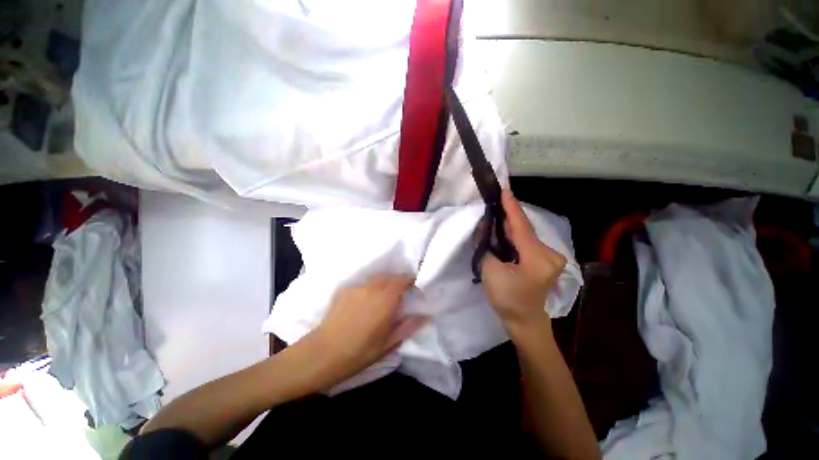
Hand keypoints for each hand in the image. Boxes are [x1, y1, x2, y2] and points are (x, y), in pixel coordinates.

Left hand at [312, 274, 426, 380]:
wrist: (323, 353)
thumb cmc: (360, 352)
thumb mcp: (388, 343)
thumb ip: (408, 326)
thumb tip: (424, 315)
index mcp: (386, 299)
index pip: (403, 280)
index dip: (410, 280)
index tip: (414, 287)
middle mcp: (373, 287)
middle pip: (390, 276)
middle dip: (398, 280)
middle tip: (401, 292)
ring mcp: (357, 287)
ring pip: (376, 278)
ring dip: (384, 282)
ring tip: (384, 295)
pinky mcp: (344, 289)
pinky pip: (363, 284)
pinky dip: (369, 287)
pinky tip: (365, 301)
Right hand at [481, 189, 565, 335]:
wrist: (525, 322)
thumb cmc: (507, 300)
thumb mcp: (490, 272)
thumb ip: (486, 247)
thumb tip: (484, 228)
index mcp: (537, 258)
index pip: (521, 227)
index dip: (512, 207)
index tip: (505, 190)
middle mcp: (550, 255)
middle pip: (525, 230)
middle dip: (509, 217)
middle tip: (494, 203)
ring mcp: (551, 258)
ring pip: (527, 236)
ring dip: (511, 227)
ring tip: (496, 215)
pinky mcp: (547, 262)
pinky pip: (529, 243)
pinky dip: (516, 237)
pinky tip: (505, 232)